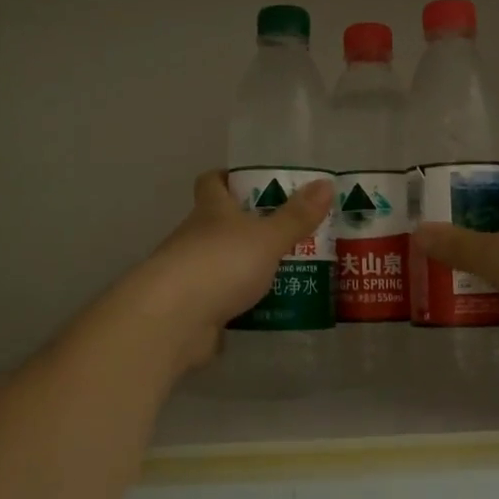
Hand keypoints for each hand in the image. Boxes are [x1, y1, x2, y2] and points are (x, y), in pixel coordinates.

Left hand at [127, 171, 333, 370]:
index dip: (229, 178)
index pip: (212, 182)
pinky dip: (240, 301)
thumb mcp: (267, 238)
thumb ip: (296, 216)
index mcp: (211, 211)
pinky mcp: (192, 309)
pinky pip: (221, 299)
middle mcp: (195, 237)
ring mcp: (190, 275)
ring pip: (222, 262)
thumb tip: (326, 183)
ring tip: (288, 270)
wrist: (173, 320)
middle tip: (289, 229)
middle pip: (219, 224)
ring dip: (246, 266)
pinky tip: (267, 308)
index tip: (253, 181)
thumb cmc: (220, 264)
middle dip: (249, 226)